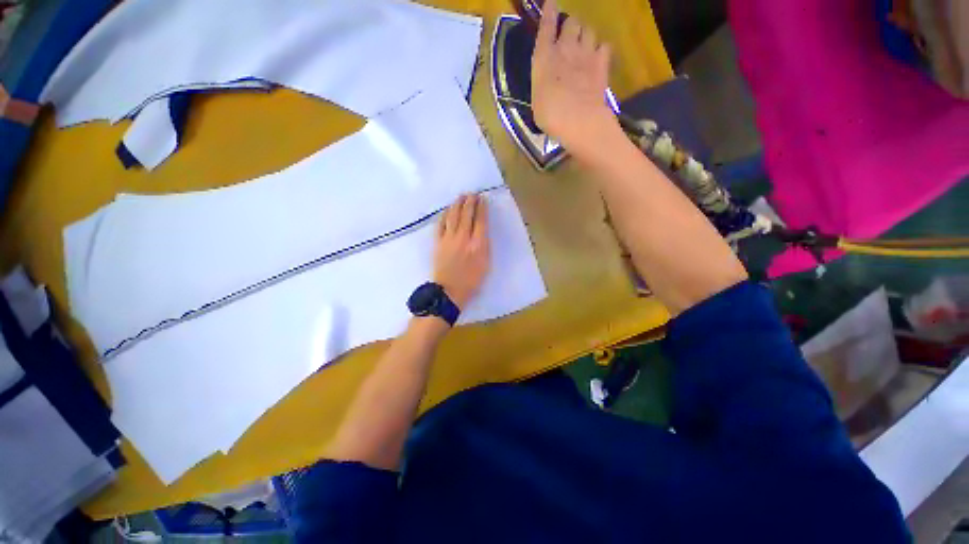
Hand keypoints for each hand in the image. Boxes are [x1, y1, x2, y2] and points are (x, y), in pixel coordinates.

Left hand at [433, 194, 490, 308]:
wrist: (449, 291)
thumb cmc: (471, 281)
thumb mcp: (486, 264)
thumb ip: (484, 245)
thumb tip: (482, 231)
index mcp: (478, 244)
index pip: (480, 220)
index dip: (482, 207)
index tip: (482, 199)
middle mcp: (463, 237)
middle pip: (466, 214)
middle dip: (470, 201)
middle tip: (472, 193)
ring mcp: (449, 239)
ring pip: (453, 216)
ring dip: (457, 204)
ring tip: (461, 197)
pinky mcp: (438, 242)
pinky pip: (441, 224)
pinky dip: (444, 215)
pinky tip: (447, 210)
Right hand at [531, 0, 616, 158]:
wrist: (579, 120)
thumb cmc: (550, 116)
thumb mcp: (537, 101)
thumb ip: (543, 83)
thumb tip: (548, 81)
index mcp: (544, 58)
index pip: (546, 26)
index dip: (549, 13)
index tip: (551, 4)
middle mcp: (565, 49)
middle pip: (572, 22)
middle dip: (570, 26)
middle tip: (569, 37)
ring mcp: (586, 54)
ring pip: (589, 30)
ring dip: (585, 35)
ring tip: (584, 47)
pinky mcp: (602, 64)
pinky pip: (604, 46)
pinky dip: (601, 50)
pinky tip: (597, 59)